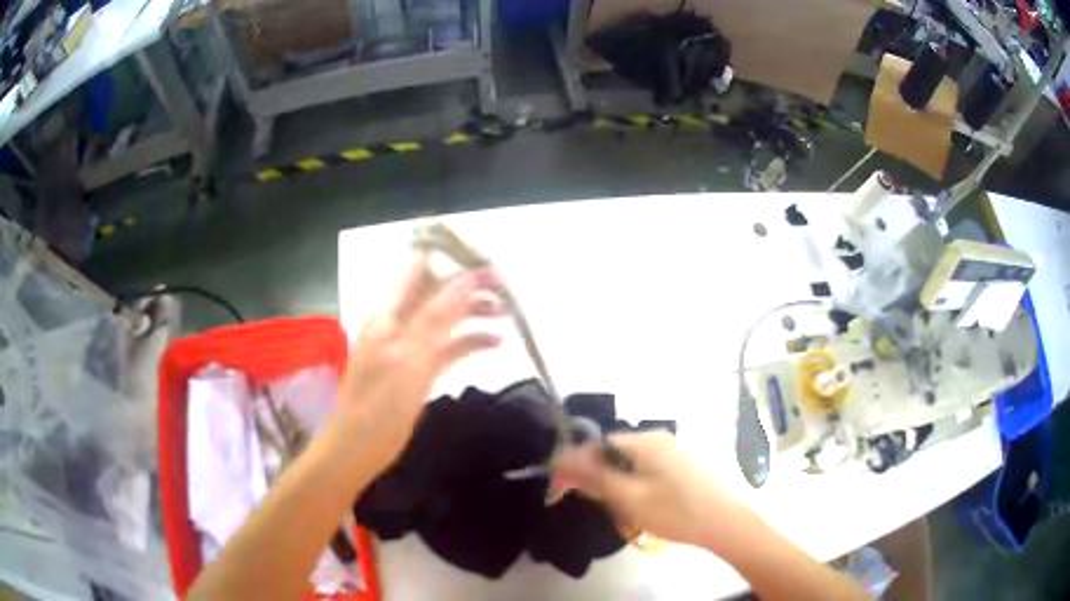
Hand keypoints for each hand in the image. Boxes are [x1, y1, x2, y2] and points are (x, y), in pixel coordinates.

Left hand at [338, 252, 503, 472]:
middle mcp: (399, 322)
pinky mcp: (418, 369)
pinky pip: (446, 347)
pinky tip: (495, 344)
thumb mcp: (411, 357)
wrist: (360, 448)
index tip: (486, 263)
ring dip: (473, 315)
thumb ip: (438, 316)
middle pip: (437, 293)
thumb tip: (468, 278)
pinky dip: (469, 342)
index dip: (450, 260)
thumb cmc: (380, 404)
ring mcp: (409, 346)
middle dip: (469, 288)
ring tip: (507, 317)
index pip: (419, 267)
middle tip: (506, 291)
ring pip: (445, 320)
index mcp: (389, 312)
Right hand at [553, 432, 743, 549]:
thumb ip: (593, 477)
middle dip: (603, 485)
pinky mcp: (679, 468)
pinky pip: (644, 476)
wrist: (724, 524)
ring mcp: (671, 453)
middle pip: (612, 458)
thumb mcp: (629, 497)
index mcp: (645, 441)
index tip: (563, 492)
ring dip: (620, 494)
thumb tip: (561, 458)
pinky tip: (644, 515)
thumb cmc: (675, 511)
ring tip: (628, 520)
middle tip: (609, 511)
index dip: (577, 467)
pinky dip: (636, 494)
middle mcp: (657, 440)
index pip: (597, 445)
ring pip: (628, 471)